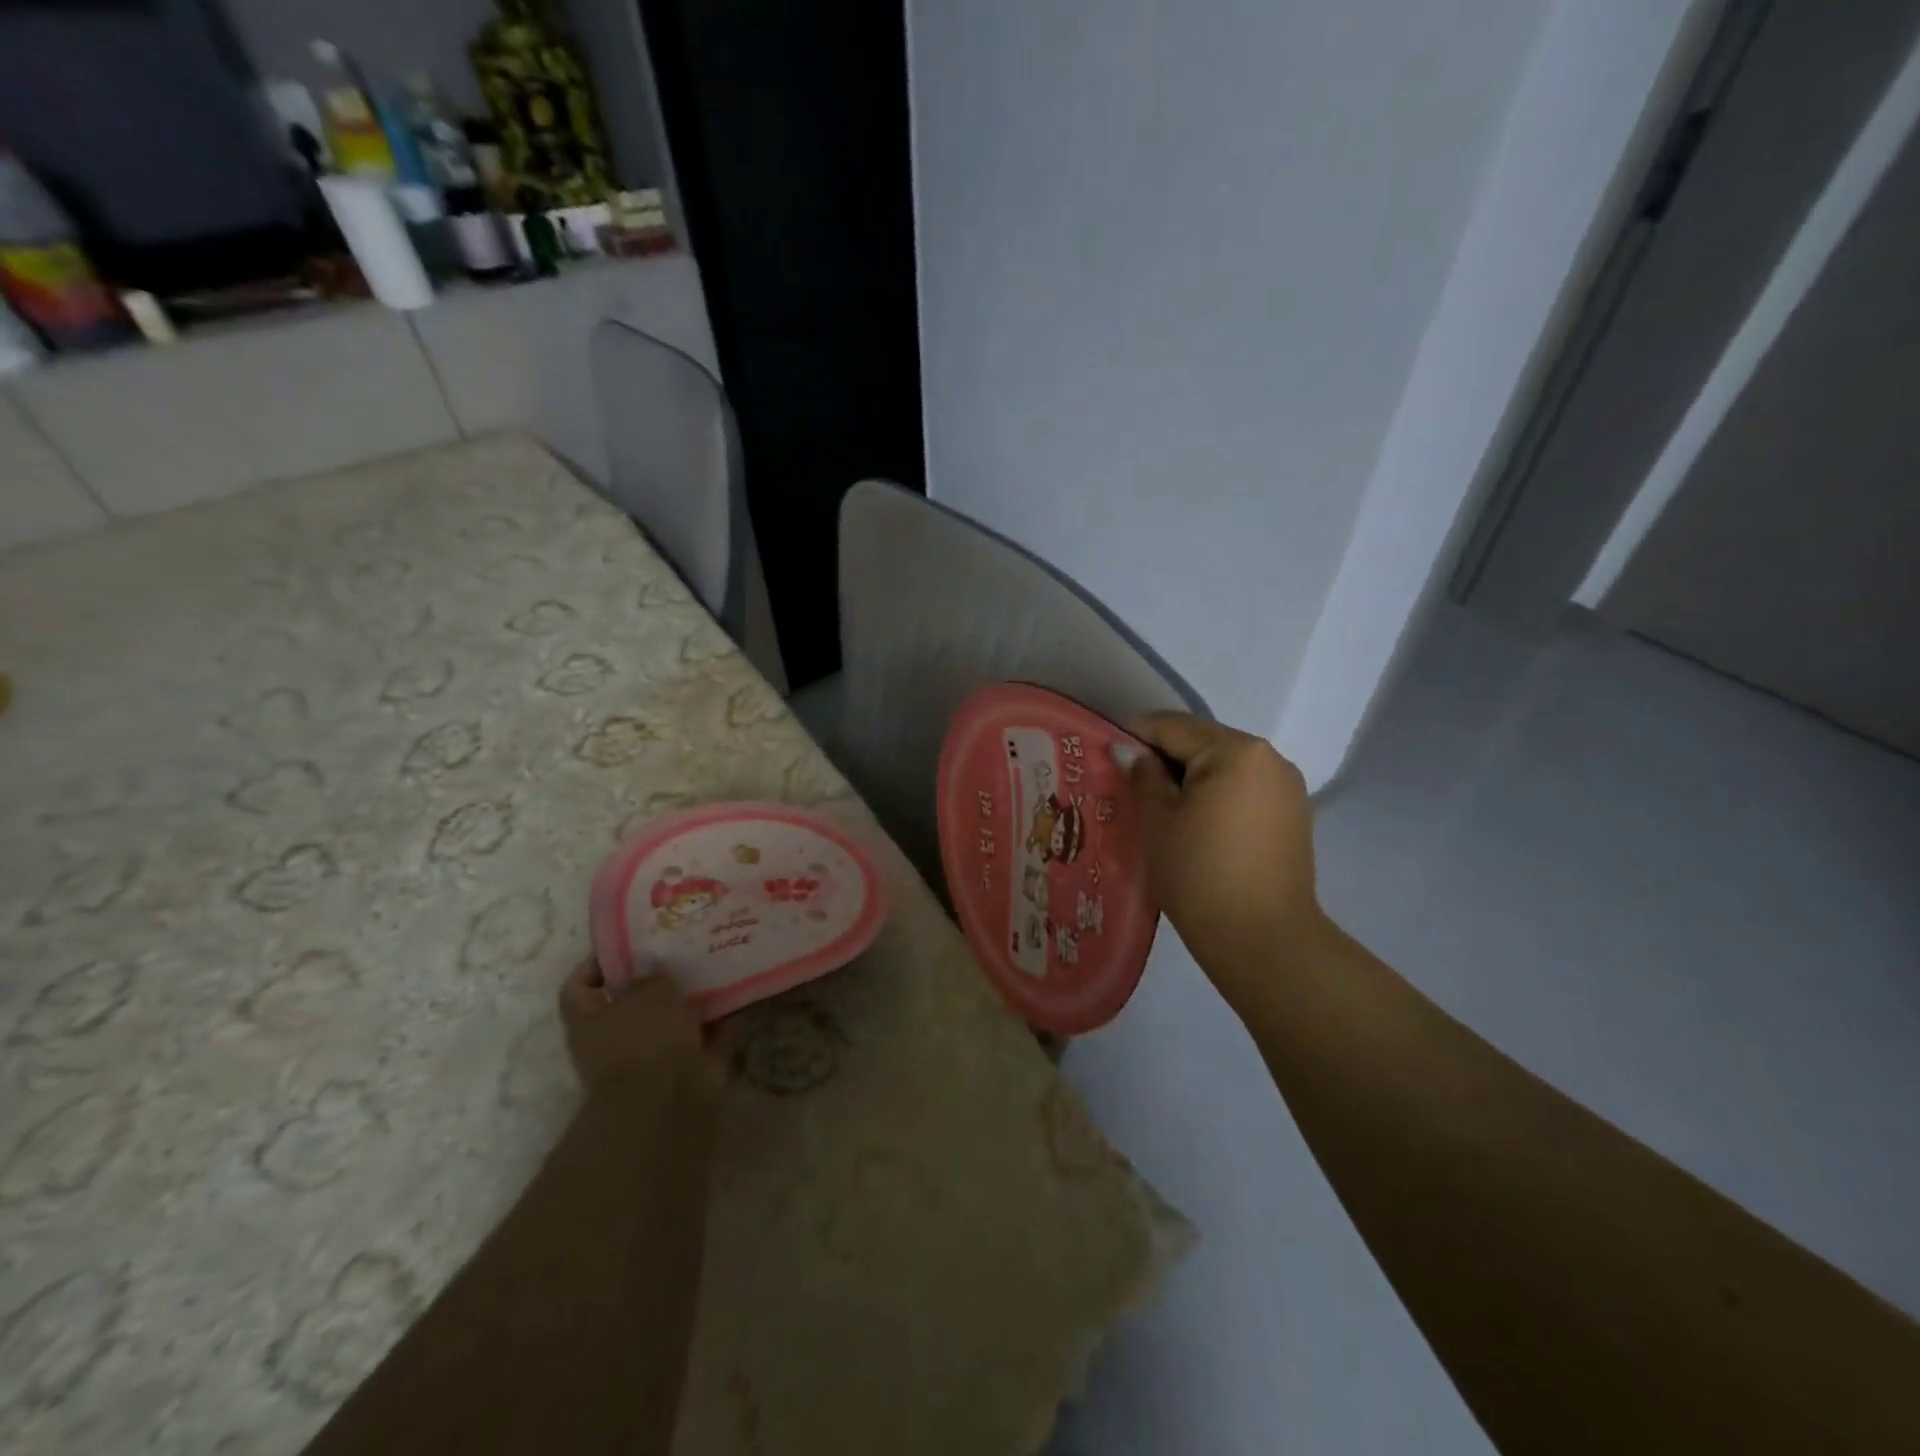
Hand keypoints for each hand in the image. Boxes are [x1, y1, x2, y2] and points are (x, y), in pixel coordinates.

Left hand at [558, 960, 718, 1098]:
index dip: (595, 966)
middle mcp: (612, 1040)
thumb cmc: (647, 1038)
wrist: (668, 1099)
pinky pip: (697, 1038)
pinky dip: (713, 1023)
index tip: (625, 947)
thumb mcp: (650, 992)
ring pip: (665, 1021)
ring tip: (709, 970)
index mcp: (588, 1022)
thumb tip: (649, 962)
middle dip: (652, 981)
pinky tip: (732, 999)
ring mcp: (646, 1058)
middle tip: (677, 953)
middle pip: (627, 1003)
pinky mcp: (679, 1070)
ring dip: (685, 1001)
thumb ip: (651, 973)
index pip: (577, 988)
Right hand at [1120, 713, 1326, 1006]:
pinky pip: (1244, 789)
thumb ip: (1143, 776)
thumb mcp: (1159, 820)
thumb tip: (1130, 751)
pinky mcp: (1293, 815)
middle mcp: (1269, 758)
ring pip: (1225, 767)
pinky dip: (1216, 795)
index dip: (1136, 734)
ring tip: (1159, 804)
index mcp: (1235, 750)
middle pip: (1204, 742)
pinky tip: (1194, 821)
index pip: (1174, 727)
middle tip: (1129, 781)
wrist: (1262, 939)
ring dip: (1191, 777)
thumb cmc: (1199, 873)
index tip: (1108, 750)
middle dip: (1166, 756)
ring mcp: (1286, 787)